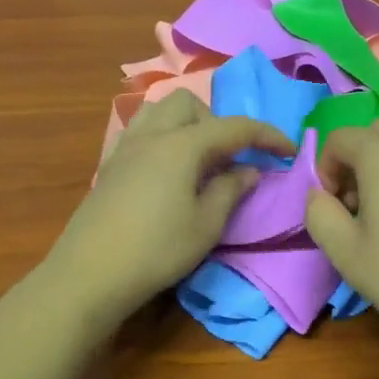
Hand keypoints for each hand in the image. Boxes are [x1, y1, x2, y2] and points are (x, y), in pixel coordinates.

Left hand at [43, 90, 293, 328]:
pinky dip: (160, 136)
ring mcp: (125, 147)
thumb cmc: (156, 250)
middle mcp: (152, 135)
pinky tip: (164, 169)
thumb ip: (231, 190)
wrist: (90, 274)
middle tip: (228, 159)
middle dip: (217, 122)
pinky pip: (138, 131)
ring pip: (159, 110)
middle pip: (190, 104)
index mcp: (182, 145)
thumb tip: (248, 170)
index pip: (234, 127)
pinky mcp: (109, 165)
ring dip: (186, 123)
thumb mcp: (206, 225)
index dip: (267, 136)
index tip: (288, 151)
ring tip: (196, 159)